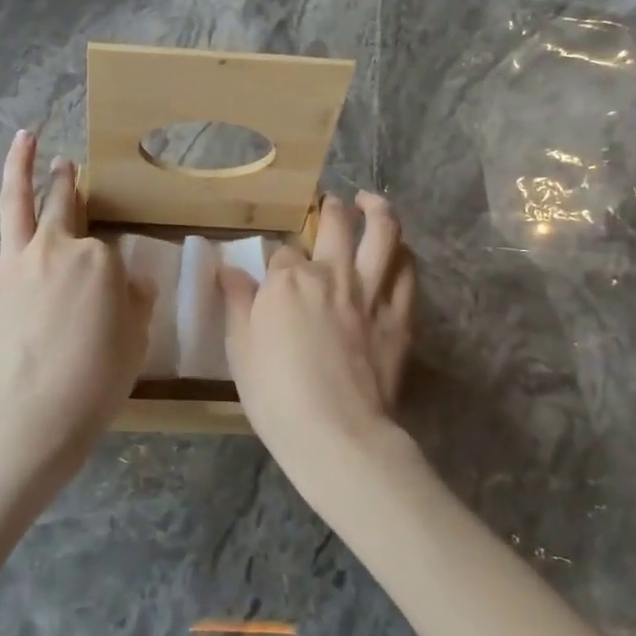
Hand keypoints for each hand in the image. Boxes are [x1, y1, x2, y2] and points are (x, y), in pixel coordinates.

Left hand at [0, 129, 156, 484]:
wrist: (37, 413)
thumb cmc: (97, 379)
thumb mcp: (136, 339)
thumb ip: (137, 302)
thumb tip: (134, 281)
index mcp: (98, 260)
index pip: (107, 246)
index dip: (111, 262)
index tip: (113, 279)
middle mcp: (55, 248)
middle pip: (63, 205)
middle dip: (65, 181)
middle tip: (66, 164)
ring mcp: (14, 264)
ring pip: (14, 204)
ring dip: (17, 166)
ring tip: (23, 137)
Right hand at [220, 192, 415, 472]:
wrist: (337, 434)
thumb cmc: (276, 395)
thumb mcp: (240, 349)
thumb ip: (237, 303)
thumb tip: (227, 269)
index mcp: (288, 280)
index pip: (282, 253)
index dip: (278, 260)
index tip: (275, 271)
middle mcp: (332, 274)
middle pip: (336, 224)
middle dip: (331, 209)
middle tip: (331, 203)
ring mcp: (371, 292)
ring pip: (383, 234)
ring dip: (378, 210)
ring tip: (372, 202)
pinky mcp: (400, 316)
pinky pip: (409, 273)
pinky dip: (404, 254)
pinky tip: (400, 251)